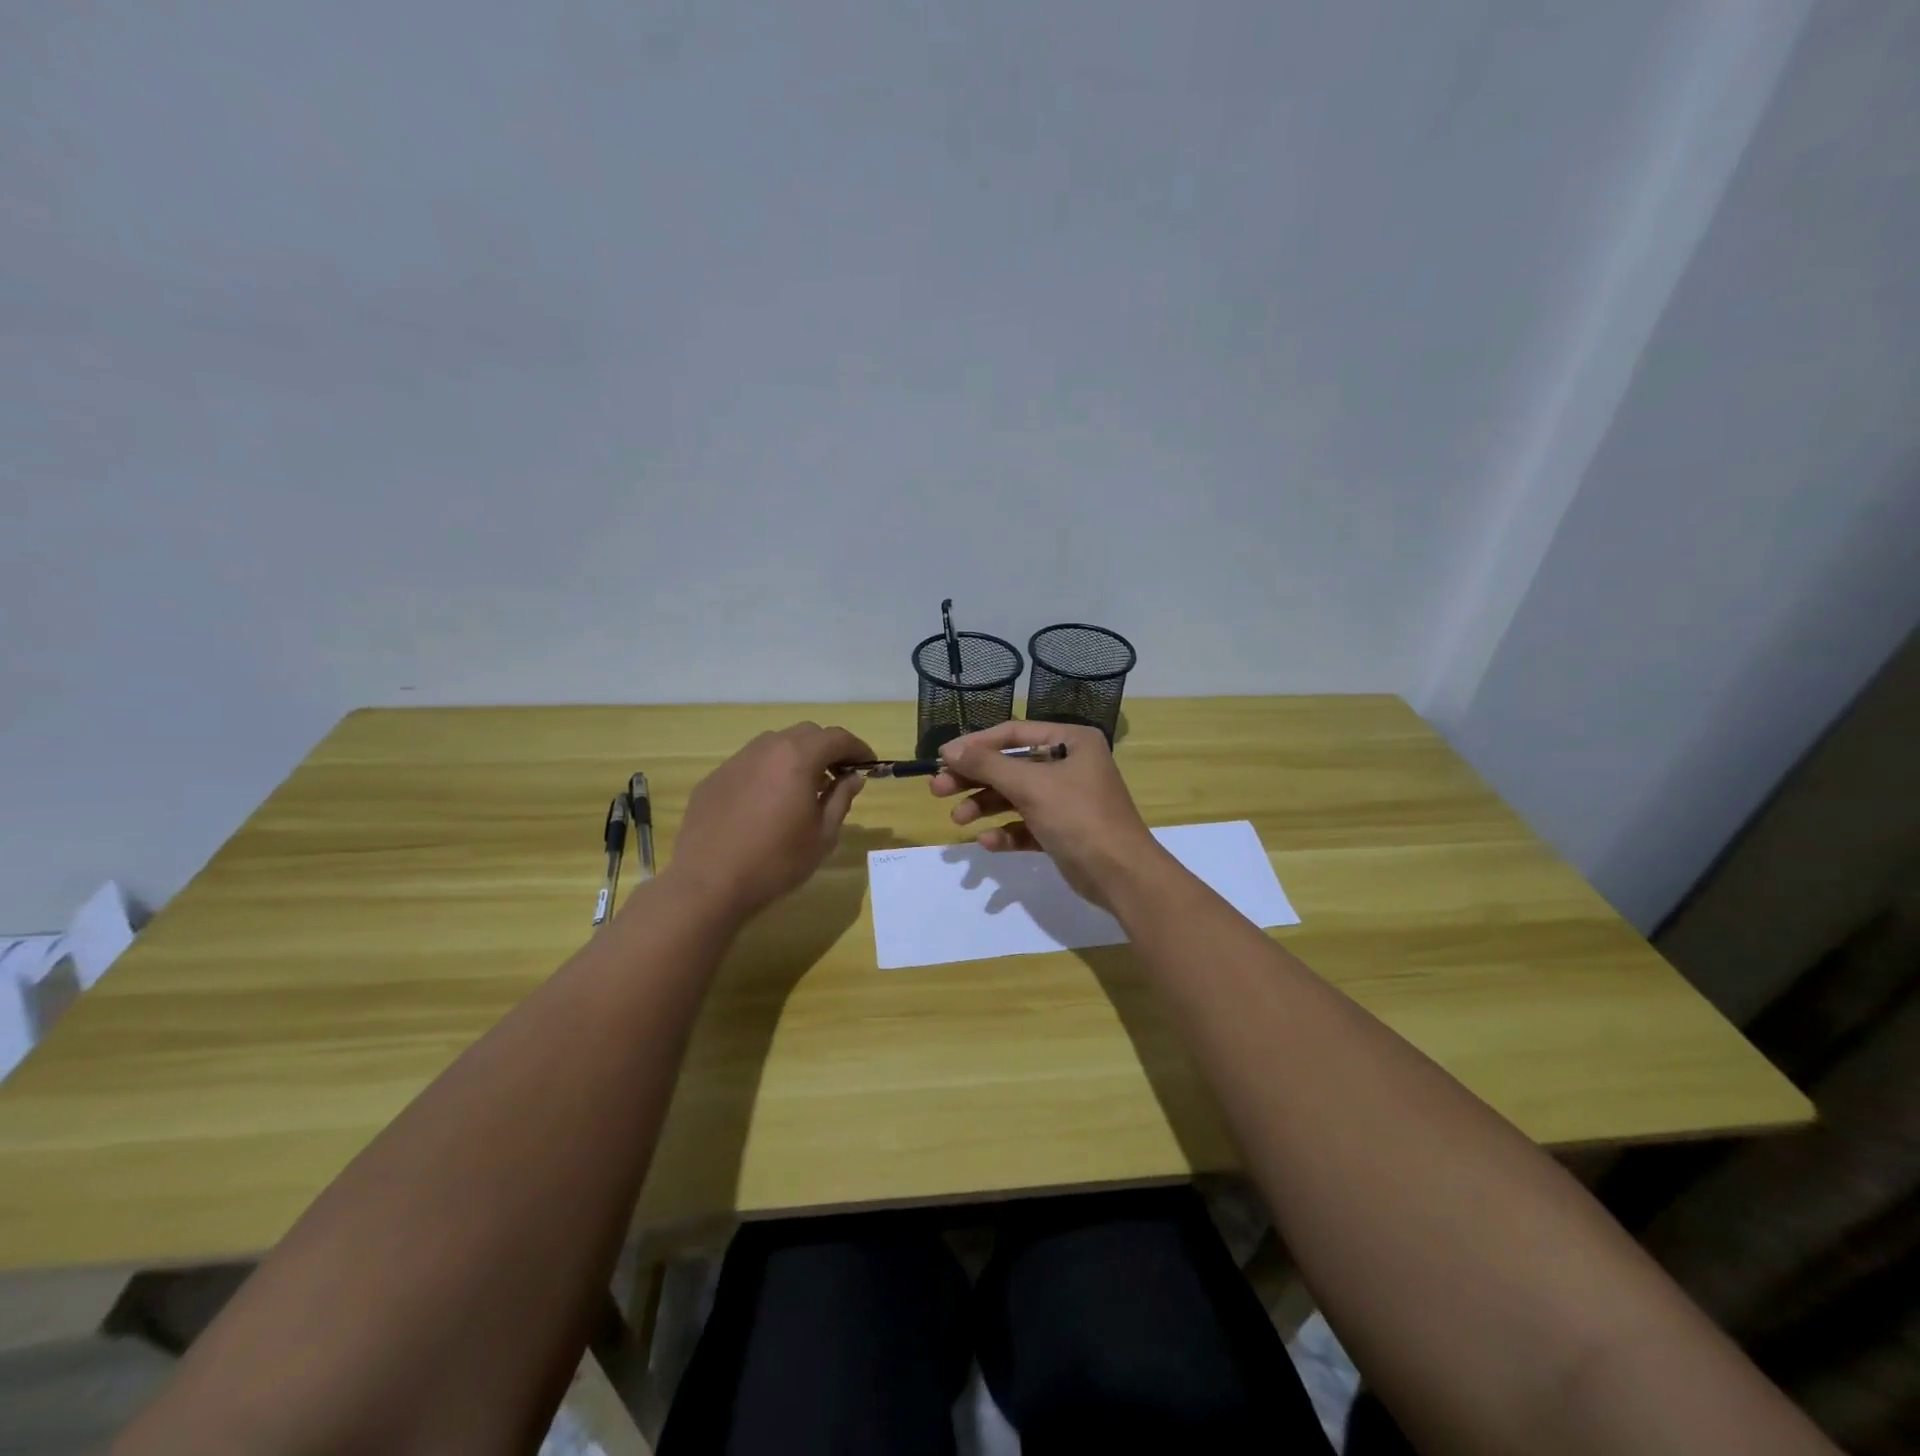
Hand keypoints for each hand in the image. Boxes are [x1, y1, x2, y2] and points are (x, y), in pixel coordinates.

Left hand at [670, 722, 872, 919]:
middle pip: (806, 733)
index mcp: (797, 758)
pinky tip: (768, 802)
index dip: (858, 748)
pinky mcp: (715, 778)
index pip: (837, 738)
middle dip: (828, 748)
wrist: (709, 883)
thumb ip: (841, 798)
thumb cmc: (776, 861)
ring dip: (797, 756)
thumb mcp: (823, 835)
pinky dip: (769, 772)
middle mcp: (766, 749)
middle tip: (839, 775)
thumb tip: (852, 777)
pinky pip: (750, 764)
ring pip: (775, 744)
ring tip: (804, 787)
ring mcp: (736, 761)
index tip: (869, 765)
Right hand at [930, 720, 1167, 911]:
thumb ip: (987, 765)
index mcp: (1071, 741)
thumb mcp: (1030, 785)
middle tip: (938, 789)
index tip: (942, 757)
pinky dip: (1006, 831)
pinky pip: (1027, 825)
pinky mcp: (1063, 831)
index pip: (1013, 734)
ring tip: (958, 819)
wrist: (1121, 875)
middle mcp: (1070, 765)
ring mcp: (1067, 799)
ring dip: (985, 806)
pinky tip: (988, 842)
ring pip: (1015, 797)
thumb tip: (950, 750)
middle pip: (1010, 766)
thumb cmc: (1078, 817)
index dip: (975, 745)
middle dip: (975, 779)